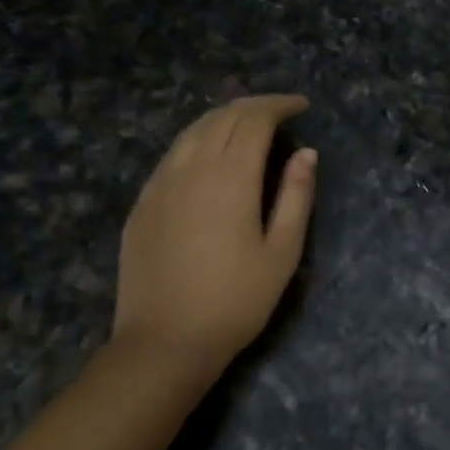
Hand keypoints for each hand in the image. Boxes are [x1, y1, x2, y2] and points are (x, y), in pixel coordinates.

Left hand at [114, 95, 316, 377]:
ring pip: (193, 131)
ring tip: (249, 123)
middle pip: (222, 116)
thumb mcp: (282, 252)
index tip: (301, 106)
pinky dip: (199, 139)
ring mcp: (160, 185)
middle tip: (280, 109)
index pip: (254, 120)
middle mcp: (192, 169)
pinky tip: (211, 154)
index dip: (279, 106)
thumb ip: (296, 196)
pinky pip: (173, 154)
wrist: (163, 344)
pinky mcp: (143, 204)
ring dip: (224, 117)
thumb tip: (306, 153)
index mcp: (230, 178)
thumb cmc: (235, 300)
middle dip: (254, 105)